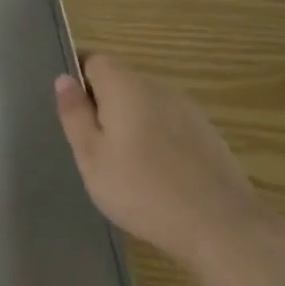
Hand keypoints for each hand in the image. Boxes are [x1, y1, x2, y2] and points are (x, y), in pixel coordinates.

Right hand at [54, 54, 263, 269]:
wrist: (220, 225)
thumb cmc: (141, 189)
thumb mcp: (91, 156)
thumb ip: (75, 114)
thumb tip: (64, 78)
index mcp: (125, 85)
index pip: (94, 59)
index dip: (78, 78)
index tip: (72, 111)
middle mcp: (158, 86)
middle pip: (121, 81)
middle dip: (103, 105)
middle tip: (94, 147)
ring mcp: (188, 109)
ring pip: (146, 104)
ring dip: (131, 123)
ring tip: (125, 165)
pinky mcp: (208, 134)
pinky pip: (169, 124)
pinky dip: (156, 139)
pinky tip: (157, 175)